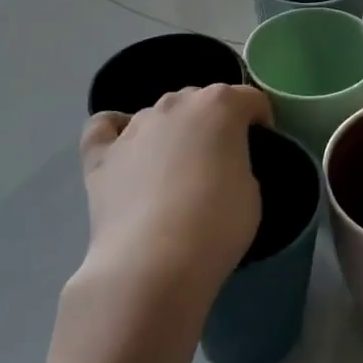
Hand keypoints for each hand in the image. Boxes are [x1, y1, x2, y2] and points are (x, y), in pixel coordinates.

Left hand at [79, 84, 271, 298]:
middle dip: (214, 122)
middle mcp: (176, 104)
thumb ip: (238, 162)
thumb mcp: (252, 191)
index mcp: (220, 105)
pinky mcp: (100, 155)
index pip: (249, 98)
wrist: (153, 264)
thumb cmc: (217, 224)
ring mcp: (134, 127)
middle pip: (201, 100)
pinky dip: (116, 131)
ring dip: (172, 130)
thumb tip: (221, 166)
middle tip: (220, 160)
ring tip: (175, 168)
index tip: (261, 146)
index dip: (260, 120)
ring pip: (159, 113)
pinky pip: (105, 127)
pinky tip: (125, 149)